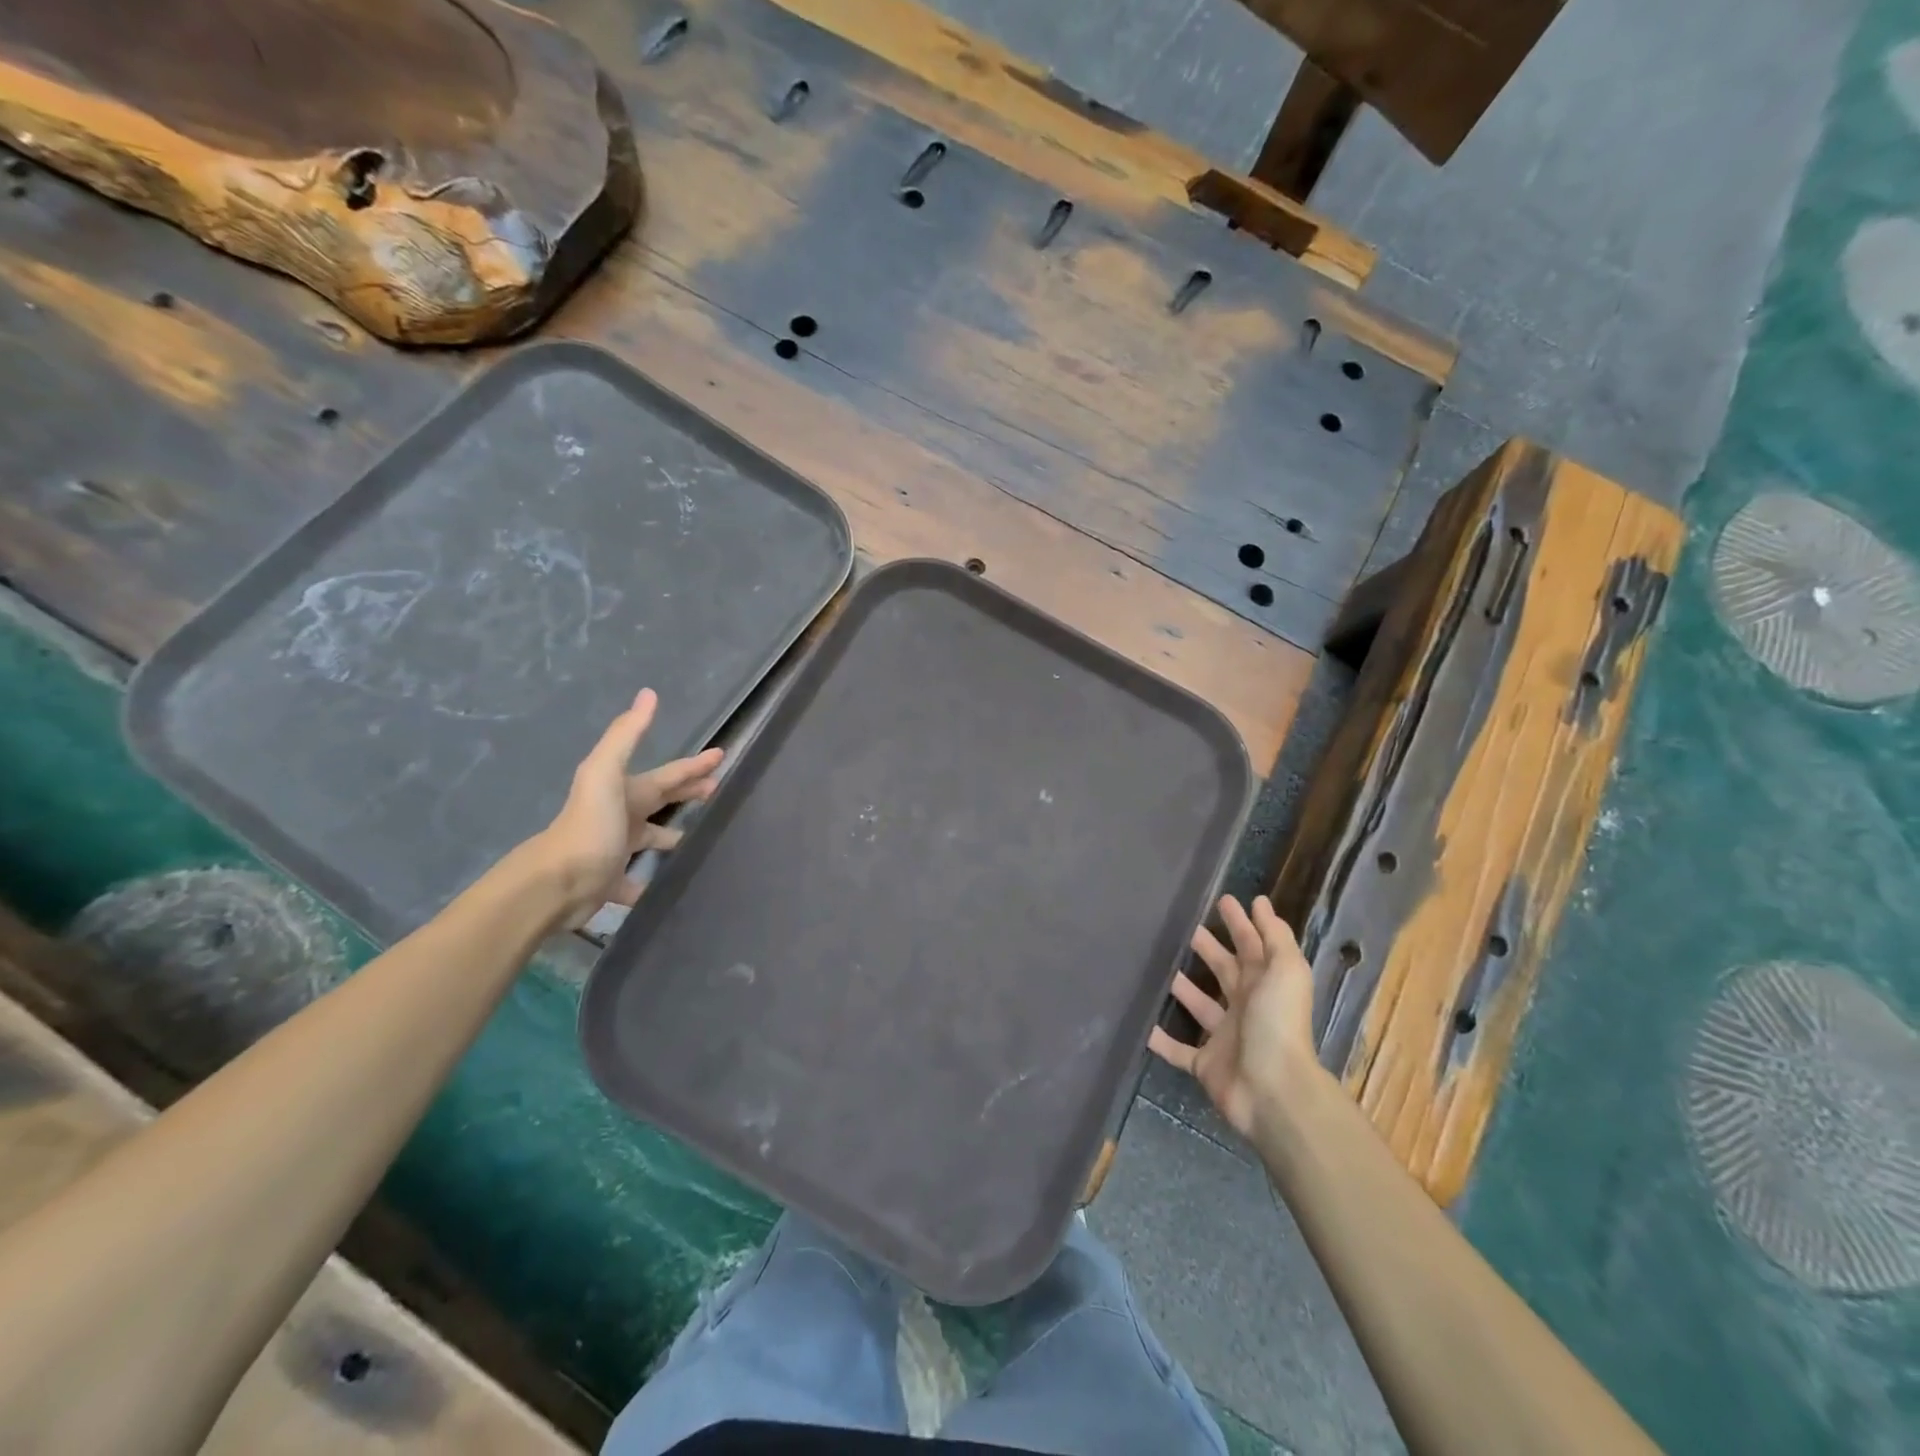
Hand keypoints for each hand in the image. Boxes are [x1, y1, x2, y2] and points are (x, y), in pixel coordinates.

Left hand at [532, 688, 723, 926]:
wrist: (556, 883)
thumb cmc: (589, 826)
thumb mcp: (605, 773)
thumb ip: (626, 735)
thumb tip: (648, 694)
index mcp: (624, 791)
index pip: (668, 774)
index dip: (693, 765)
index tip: (721, 755)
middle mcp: (620, 817)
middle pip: (660, 801)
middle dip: (687, 792)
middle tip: (717, 789)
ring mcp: (615, 851)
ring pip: (650, 839)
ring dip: (671, 835)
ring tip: (701, 838)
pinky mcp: (612, 884)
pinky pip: (638, 881)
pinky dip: (653, 880)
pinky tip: (671, 881)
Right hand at [1149, 895, 1319, 1138]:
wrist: (1272, 1090)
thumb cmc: (1277, 1023)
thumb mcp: (1286, 971)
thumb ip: (1275, 937)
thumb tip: (1260, 902)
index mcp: (1265, 984)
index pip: (1251, 946)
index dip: (1239, 923)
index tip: (1221, 899)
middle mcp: (1246, 1007)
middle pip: (1225, 971)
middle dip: (1208, 948)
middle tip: (1182, 928)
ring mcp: (1225, 1037)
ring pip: (1200, 1006)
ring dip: (1183, 988)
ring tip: (1156, 966)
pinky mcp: (1205, 1064)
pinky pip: (1178, 1051)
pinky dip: (1161, 1040)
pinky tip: (1141, 1024)